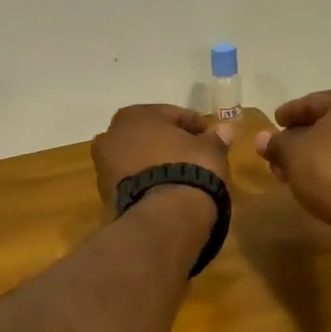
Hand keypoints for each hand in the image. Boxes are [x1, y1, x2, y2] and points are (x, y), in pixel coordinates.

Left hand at [92, 105, 234, 206]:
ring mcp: (104, 166)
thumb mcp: (210, 149)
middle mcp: (112, 134)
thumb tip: (226, 129)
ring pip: (137, 158)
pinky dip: (146, 182)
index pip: (173, 115)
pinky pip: (132, 180)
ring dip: (155, 163)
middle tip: (194, 155)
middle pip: (149, 135)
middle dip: (169, 143)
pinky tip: (165, 191)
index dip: (195, 126)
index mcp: (136, 115)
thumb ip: (216, 138)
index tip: (211, 138)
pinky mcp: (105, 195)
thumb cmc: (189, 168)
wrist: (164, 216)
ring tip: (180, 175)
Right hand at [256, 89, 330, 247]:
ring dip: (314, 154)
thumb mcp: (293, 152)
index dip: (290, 113)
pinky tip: (312, 179)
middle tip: (278, 151)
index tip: (274, 122)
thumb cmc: (330, 169)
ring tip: (289, 170)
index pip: (314, 101)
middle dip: (300, 138)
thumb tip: (263, 140)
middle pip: (329, 123)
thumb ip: (276, 142)